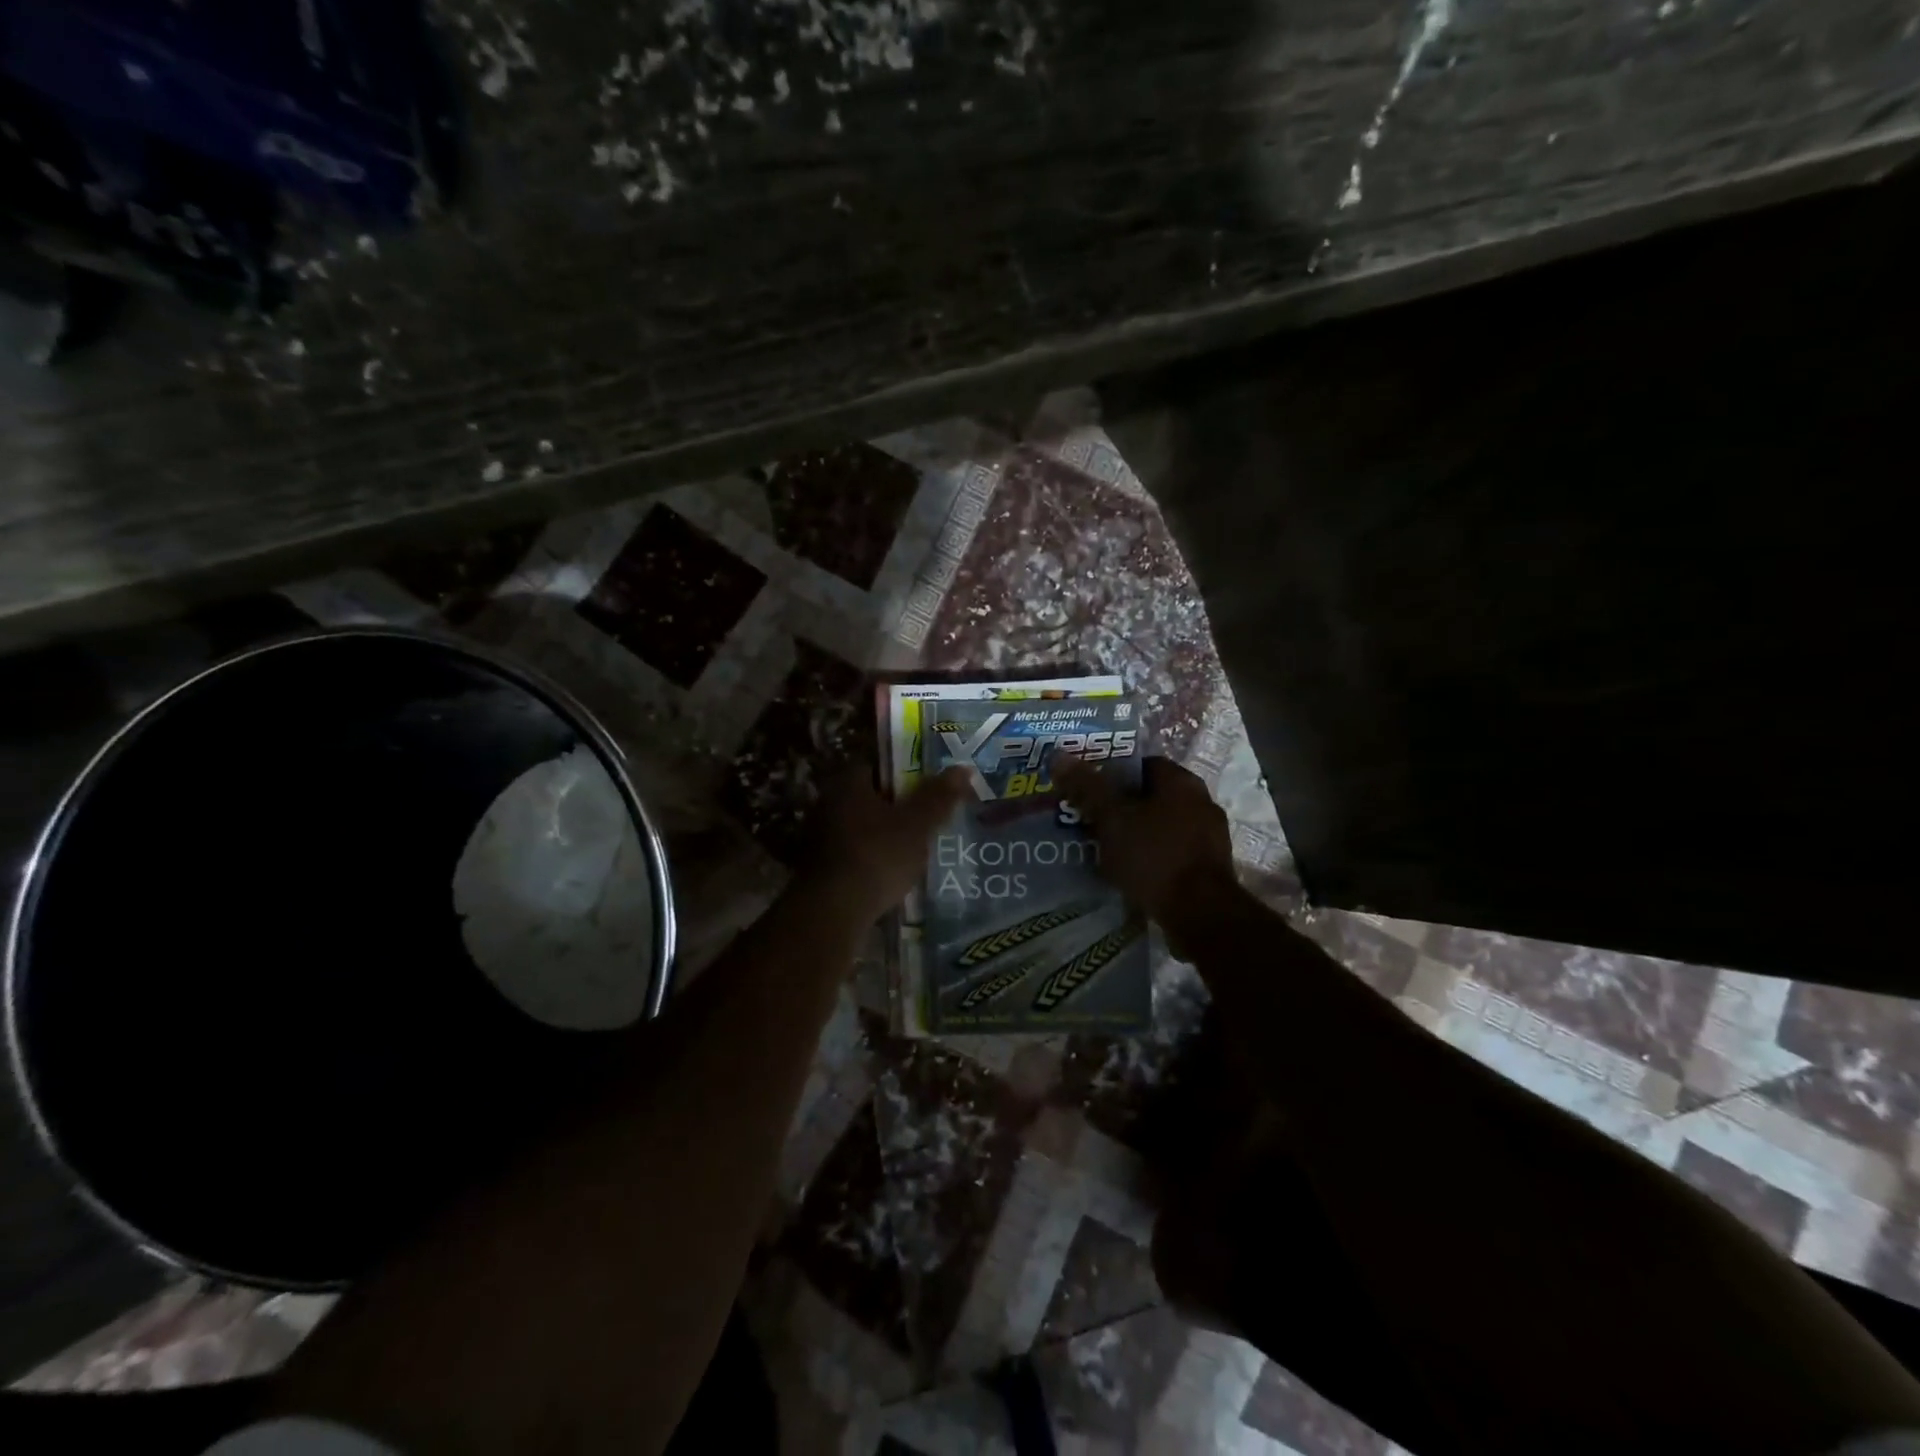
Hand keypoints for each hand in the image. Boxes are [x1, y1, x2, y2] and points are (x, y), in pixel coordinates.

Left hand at [797, 766, 969, 925]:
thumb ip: (937, 797)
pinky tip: (893, 873)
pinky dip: (873, 859)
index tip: (928, 784)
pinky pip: (854, 854)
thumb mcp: (916, 826)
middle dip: (896, 806)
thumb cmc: (876, 857)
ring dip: (884, 835)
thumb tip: (961, 768)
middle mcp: (827, 804)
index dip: (904, 771)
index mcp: (847, 785)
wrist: (832, 912)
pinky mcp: (820, 869)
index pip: (877, 765)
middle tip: (927, 817)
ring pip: (862, 828)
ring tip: (916, 847)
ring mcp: (819, 838)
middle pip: (869, 797)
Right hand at [1054, 756, 1236, 929]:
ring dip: (1137, 833)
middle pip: (1152, 795)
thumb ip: (1087, 787)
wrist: (1201, 914)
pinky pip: (1172, 851)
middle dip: (1122, 806)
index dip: (1112, 774)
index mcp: (1181, 782)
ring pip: (1162, 825)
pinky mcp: (1210, 867)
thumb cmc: (1154, 856)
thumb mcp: (1112, 819)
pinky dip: (1152, 856)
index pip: (1142, 765)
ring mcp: (1210, 836)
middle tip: (1091, 820)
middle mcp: (1201, 802)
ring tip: (1106, 848)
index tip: (1088, 790)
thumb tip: (1058, 755)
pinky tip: (1131, 871)